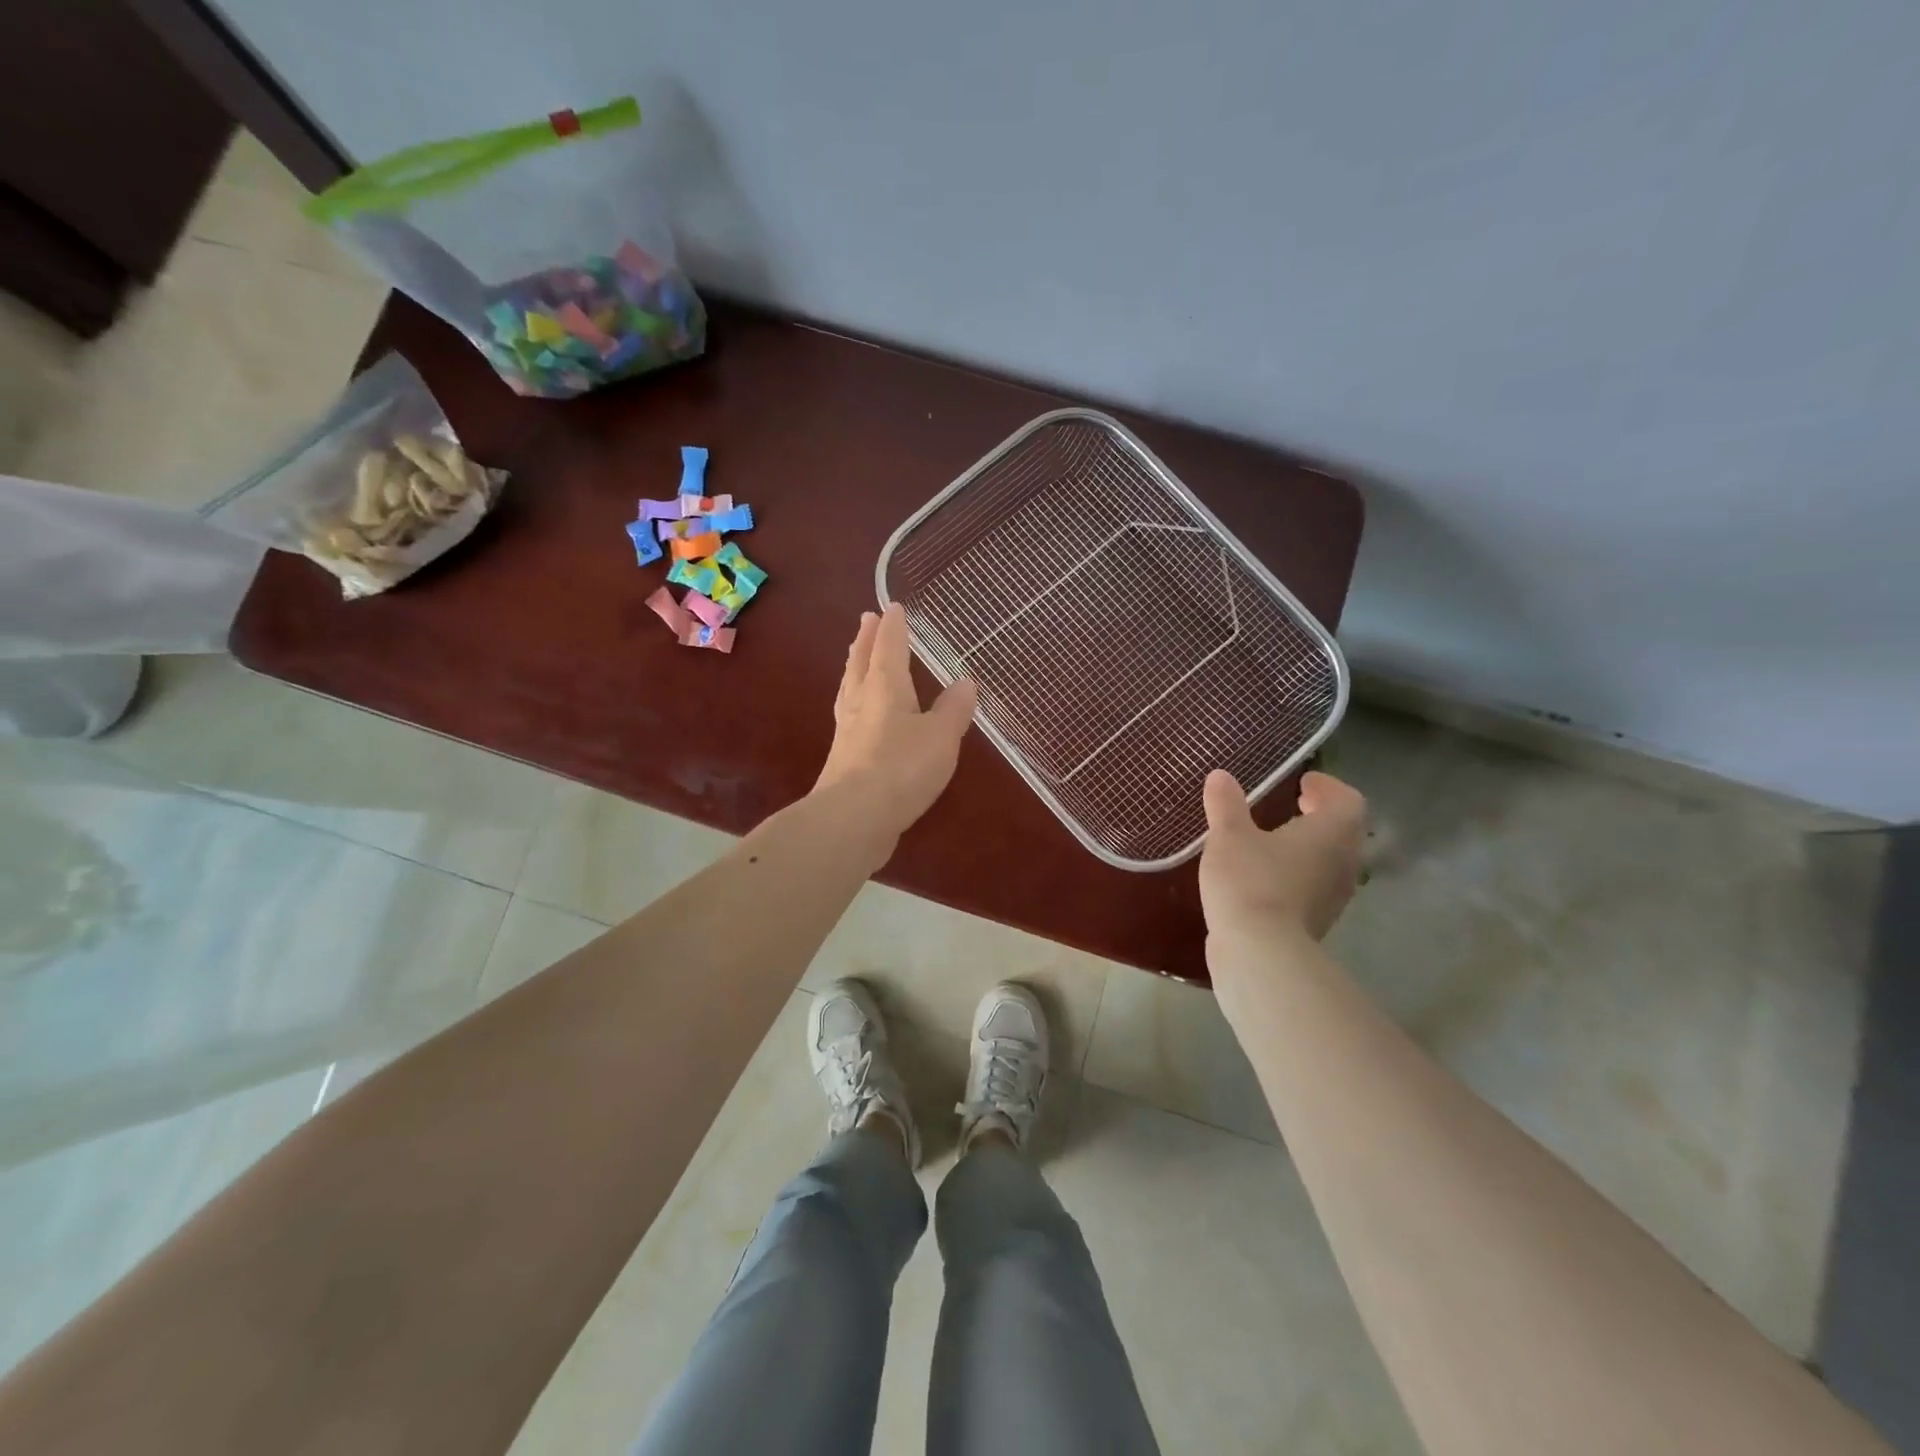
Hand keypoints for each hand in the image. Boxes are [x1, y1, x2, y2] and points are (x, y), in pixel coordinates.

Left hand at [814, 604, 977, 841]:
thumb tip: (964, 682)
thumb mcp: (940, 736)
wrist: (854, 818)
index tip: (893, 608)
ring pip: (850, 689)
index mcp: (885, 688)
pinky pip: (850, 716)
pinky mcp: (844, 759)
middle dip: (866, 641)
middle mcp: (861, 703)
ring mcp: (848, 732)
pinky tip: (860, 715)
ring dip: (855, 668)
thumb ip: (953, 709)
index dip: (894, 628)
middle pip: (861, 663)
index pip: (889, 648)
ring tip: (857, 659)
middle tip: (866, 620)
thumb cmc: (901, 768)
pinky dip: (855, 702)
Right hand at [1199, 769, 1366, 942]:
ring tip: (1273, 840)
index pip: (1347, 800)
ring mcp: (1334, 897)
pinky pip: (1314, 887)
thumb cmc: (1250, 880)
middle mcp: (1343, 862)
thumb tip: (1221, 776)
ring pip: (1330, 861)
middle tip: (1292, 806)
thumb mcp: (1229, 835)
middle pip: (1343, 831)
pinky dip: (1297, 874)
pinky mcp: (1317, 922)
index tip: (1302, 783)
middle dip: (1319, 816)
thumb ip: (1226, 804)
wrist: (1259, 951)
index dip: (1327, 787)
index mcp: (1332, 832)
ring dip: (1309, 847)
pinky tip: (1265, 876)